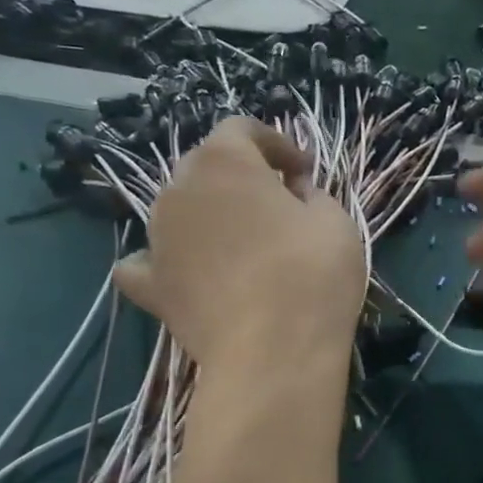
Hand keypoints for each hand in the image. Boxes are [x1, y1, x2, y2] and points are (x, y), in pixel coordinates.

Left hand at [113, 118, 365, 371]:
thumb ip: (312, 194)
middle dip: (240, 176)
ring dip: (207, 215)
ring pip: (177, 209)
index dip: (276, 144)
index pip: (241, 129)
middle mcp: (179, 190)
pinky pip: (147, 260)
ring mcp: (157, 238)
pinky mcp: (150, 285)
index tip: (303, 173)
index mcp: (225, 163)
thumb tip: (293, 191)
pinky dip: (164, 260)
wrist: (273, 354)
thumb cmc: (312, 276)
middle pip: (204, 165)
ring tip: (241, 243)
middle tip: (276, 204)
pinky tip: (184, 272)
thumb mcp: (335, 221)